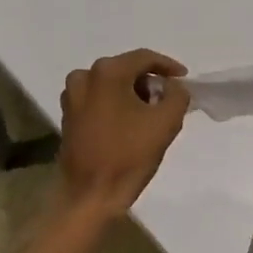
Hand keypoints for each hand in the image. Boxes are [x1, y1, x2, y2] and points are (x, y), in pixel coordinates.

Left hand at [57, 49, 191, 217]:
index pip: (144, 58)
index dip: (168, 67)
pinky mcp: (68, 114)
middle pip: (126, 70)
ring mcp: (72, 95)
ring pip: (111, 85)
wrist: (90, 194)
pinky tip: (129, 124)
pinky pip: (98, 99)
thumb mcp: (166, 122)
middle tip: (168, 100)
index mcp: (107, 72)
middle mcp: (84, 76)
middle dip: (149, 83)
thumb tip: (172, 87)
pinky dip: (116, 104)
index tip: (184, 79)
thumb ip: (177, 95)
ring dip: (132, 94)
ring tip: (150, 114)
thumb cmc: (128, 155)